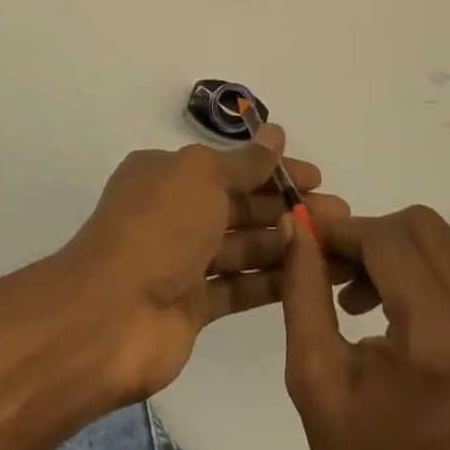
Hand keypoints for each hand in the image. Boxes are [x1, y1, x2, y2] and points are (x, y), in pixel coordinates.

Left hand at [63, 125, 349, 400]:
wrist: (111, 316)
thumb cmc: (158, 227)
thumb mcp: (202, 177)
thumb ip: (244, 162)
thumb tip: (276, 134)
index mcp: (168, 174)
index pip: (229, 166)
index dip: (273, 170)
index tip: (316, 177)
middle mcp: (175, 212)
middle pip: (239, 206)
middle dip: (286, 207)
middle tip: (338, 214)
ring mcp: (182, 261)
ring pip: (243, 246)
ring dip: (286, 243)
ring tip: (335, 246)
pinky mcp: (192, 306)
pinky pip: (238, 286)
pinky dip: (270, 281)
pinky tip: (309, 277)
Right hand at [281, 207, 449, 449]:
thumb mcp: (316, 379)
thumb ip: (304, 290)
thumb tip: (298, 224)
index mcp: (439, 340)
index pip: (388, 239)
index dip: (344, 230)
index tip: (313, 236)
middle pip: (426, 228)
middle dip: (375, 235)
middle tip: (340, 269)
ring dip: (403, 255)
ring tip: (367, 297)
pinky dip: (433, 281)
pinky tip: (405, 321)